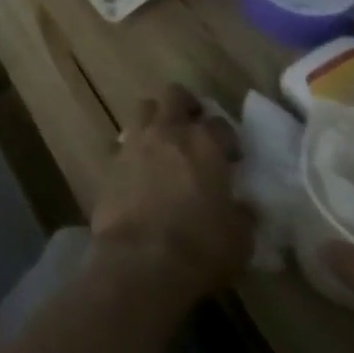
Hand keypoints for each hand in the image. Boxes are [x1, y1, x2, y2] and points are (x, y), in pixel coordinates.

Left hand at [90, 84, 250, 306]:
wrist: (141, 257)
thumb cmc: (200, 248)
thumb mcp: (240, 238)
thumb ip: (241, 213)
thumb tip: (241, 206)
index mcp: (204, 145)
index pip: (220, 124)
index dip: (228, 138)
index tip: (232, 156)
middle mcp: (168, 132)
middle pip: (174, 95)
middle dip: (187, 106)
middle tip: (195, 127)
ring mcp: (135, 141)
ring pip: (144, 108)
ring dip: (157, 118)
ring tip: (166, 142)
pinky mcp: (112, 158)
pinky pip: (125, 140)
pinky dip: (136, 146)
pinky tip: (143, 167)